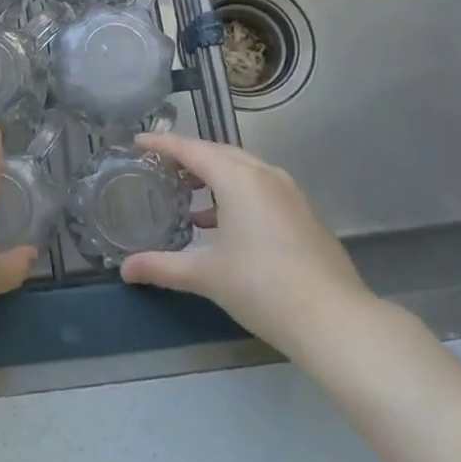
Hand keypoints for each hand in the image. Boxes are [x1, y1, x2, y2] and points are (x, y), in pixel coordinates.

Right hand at [120, 131, 386, 375]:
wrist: (335, 320)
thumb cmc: (262, 287)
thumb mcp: (205, 275)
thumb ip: (162, 267)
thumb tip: (125, 270)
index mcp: (238, 179)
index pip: (191, 149)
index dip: (162, 143)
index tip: (138, 141)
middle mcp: (265, 175)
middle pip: (219, 153)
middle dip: (188, 156)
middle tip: (160, 166)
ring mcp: (290, 193)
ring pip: (243, 169)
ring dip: (213, 176)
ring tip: (187, 195)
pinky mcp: (304, 213)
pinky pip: (261, 187)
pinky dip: (236, 193)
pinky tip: (223, 224)